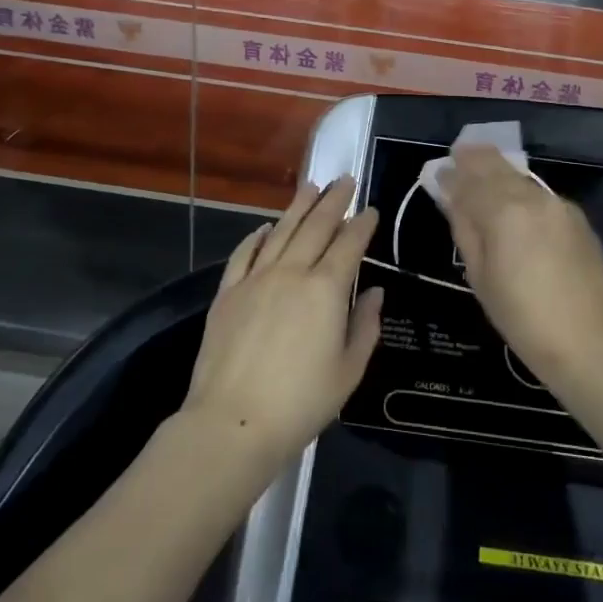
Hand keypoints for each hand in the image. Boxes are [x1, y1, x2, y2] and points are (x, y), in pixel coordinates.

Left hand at [182, 177, 382, 471]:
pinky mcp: (227, 293)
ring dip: (298, 206)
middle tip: (344, 179)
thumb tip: (374, 292)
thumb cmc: (301, 402)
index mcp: (326, 290)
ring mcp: (255, 279)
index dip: (361, 224)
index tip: (370, 209)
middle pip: (315, 226)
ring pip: (281, 231)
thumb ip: (365, 326)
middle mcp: (291, 273)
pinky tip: (266, 227)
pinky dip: (258, 236)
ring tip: (310, 185)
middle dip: (333, 201)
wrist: (233, 422)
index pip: (348, 245)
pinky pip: (245, 254)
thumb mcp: (348, 370)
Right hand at [438, 146, 602, 374]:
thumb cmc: (522, 317)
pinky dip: (521, 191)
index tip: (440, 171)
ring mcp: (559, 205)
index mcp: (503, 211)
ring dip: (500, 173)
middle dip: (476, 159)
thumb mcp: (480, 276)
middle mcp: (532, 197)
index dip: (452, 174)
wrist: (589, 340)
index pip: (470, 180)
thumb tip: (453, 198)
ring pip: (521, 178)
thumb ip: (466, 229)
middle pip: (498, 167)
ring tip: (483, 176)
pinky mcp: (577, 218)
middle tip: (460, 155)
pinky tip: (515, 205)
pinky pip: (540, 195)